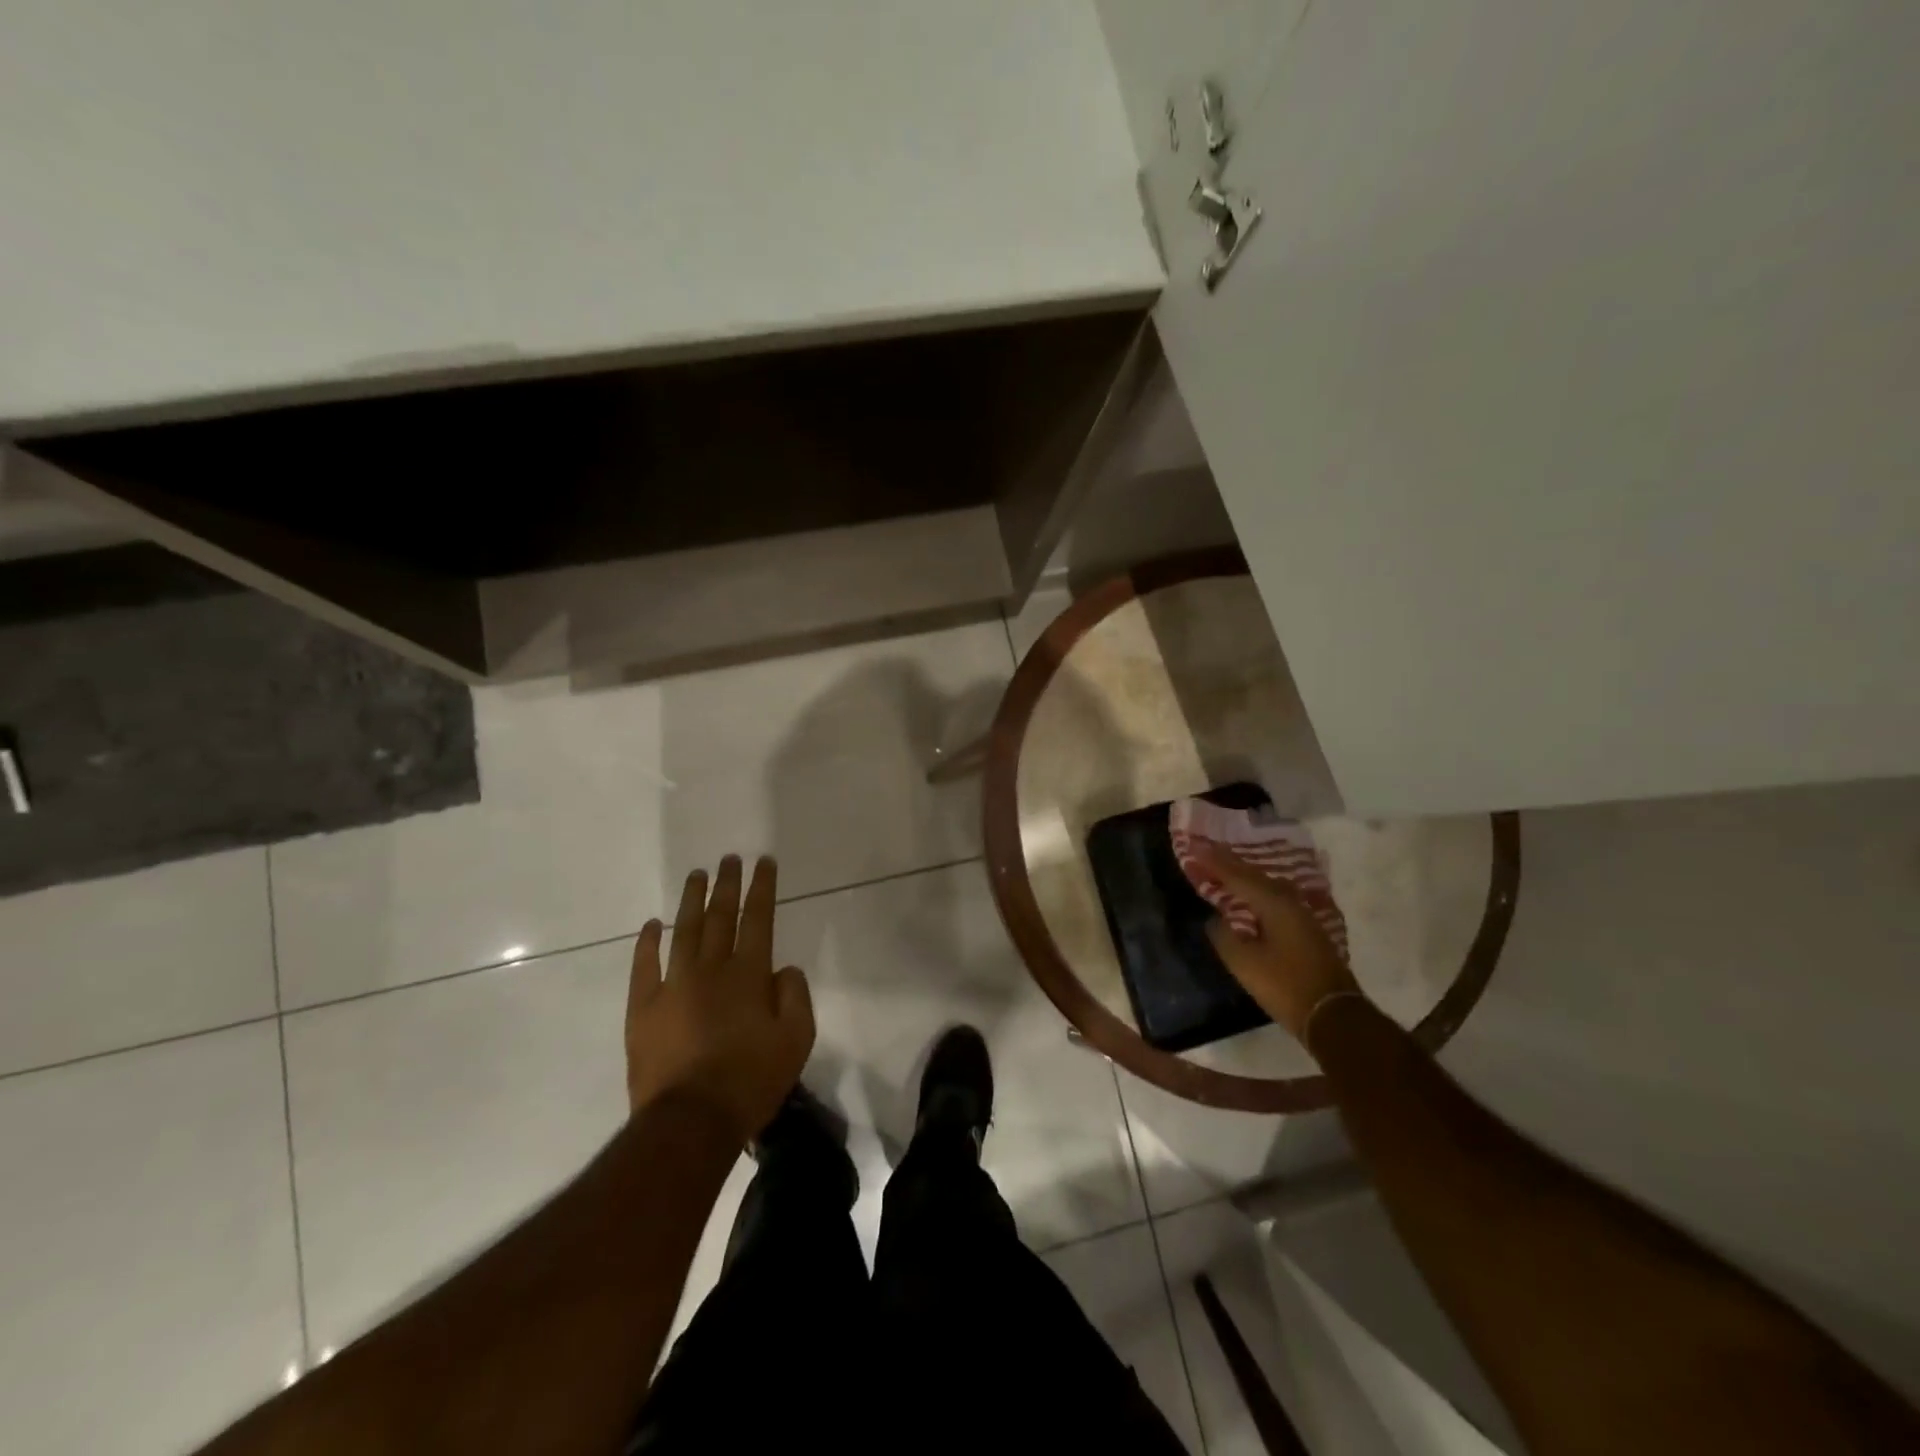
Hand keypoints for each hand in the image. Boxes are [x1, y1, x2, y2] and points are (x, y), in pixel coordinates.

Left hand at [626, 855, 814, 1142]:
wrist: (690, 1122)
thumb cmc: (751, 1081)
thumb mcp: (797, 1040)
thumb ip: (795, 996)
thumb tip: (783, 970)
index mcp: (749, 974)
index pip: (758, 918)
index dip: (762, 887)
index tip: (764, 862)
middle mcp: (711, 969)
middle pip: (720, 916)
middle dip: (727, 884)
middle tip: (729, 859)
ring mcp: (673, 986)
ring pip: (683, 931)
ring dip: (691, 901)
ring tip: (696, 875)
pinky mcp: (644, 1009)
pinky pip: (644, 966)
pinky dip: (647, 943)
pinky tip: (651, 925)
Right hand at [1196, 840, 1363, 1043]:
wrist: (1333, 1015)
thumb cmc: (1285, 985)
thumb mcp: (1245, 963)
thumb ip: (1225, 936)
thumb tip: (1216, 920)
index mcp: (1273, 904)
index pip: (1237, 876)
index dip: (1213, 861)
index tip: (1193, 845)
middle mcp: (1289, 902)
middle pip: (1253, 875)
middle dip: (1228, 861)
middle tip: (1205, 848)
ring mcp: (1302, 915)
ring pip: (1266, 885)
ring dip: (1243, 875)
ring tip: (1223, 866)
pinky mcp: (1306, 929)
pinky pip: (1274, 897)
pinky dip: (1255, 890)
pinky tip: (1249, 894)